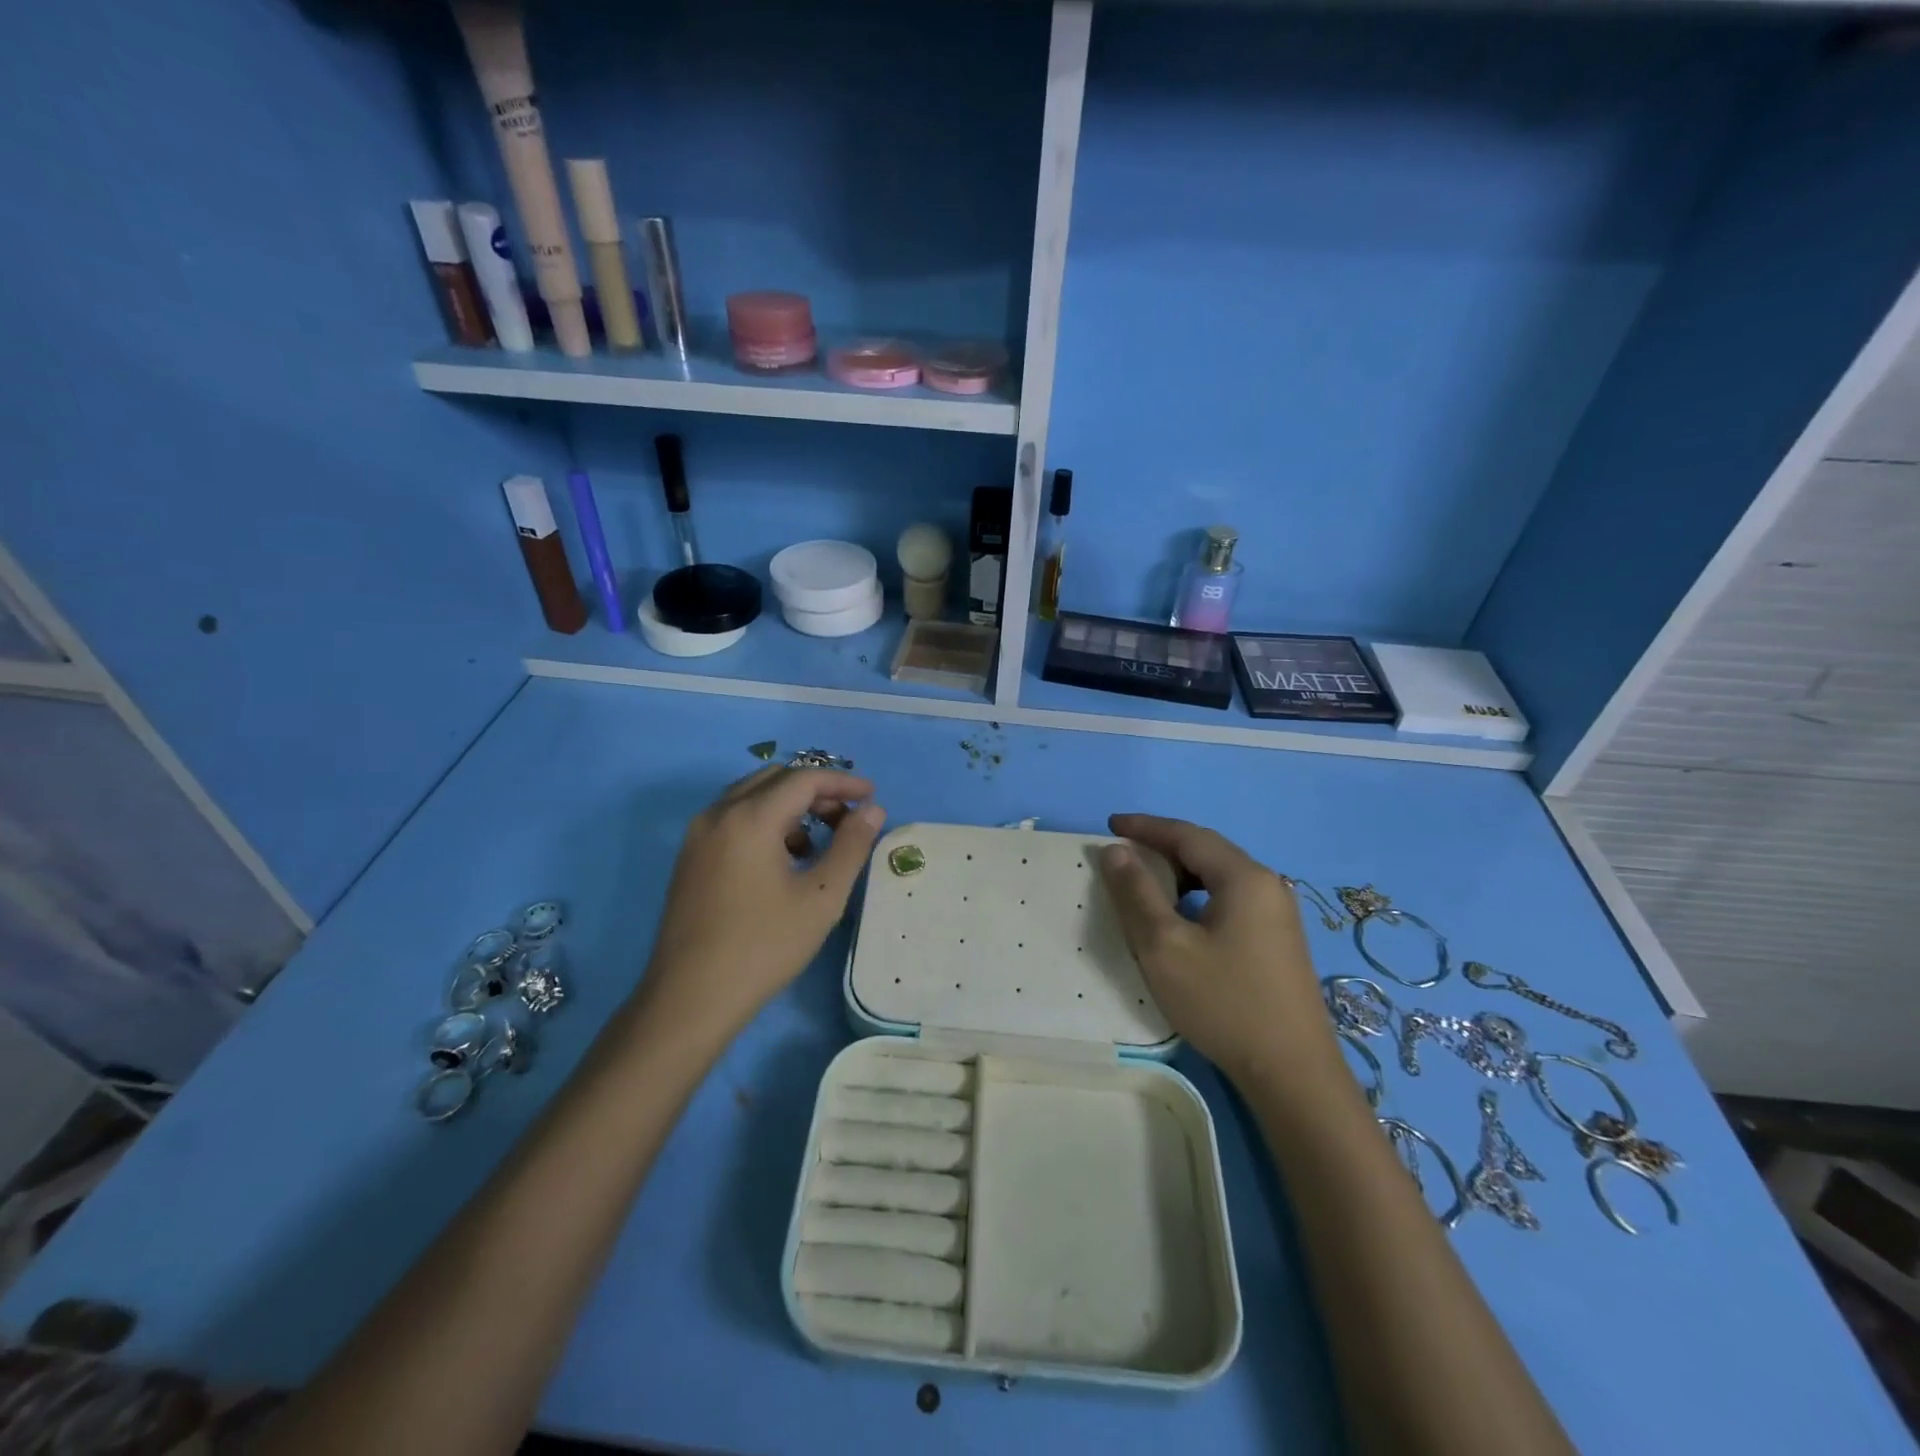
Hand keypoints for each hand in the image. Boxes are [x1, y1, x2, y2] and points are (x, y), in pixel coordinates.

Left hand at [639, 766, 885, 1040]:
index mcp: (750, 818)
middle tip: (848, 817)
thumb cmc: (764, 946)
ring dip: (790, 805)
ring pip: (752, 796)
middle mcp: (719, 814)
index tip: (872, 796)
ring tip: (819, 841)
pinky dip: (765, 821)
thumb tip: (872, 810)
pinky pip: (734, 818)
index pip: (804, 778)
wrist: (691, 998)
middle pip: (775, 779)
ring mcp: (698, 835)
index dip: (842, 782)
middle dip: (816, 790)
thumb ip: (852, 846)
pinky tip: (784, 859)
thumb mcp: (821, 898)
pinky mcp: (690, 857)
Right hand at [1098, 813, 1333, 1085]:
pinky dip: (1198, 897)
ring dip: (1180, 874)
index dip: (1146, 826)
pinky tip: (1182, 921)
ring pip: (1219, 877)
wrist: (1292, 1073)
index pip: (1188, 834)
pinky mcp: (1279, 940)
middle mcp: (1268, 885)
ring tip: (1146, 887)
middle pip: (1207, 851)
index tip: (1110, 825)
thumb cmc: (1223, 1002)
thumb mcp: (1164, 946)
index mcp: (1244, 877)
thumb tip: (1117, 850)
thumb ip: (1137, 892)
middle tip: (1123, 857)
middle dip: (1162, 847)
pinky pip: (1231, 899)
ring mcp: (1278, 914)